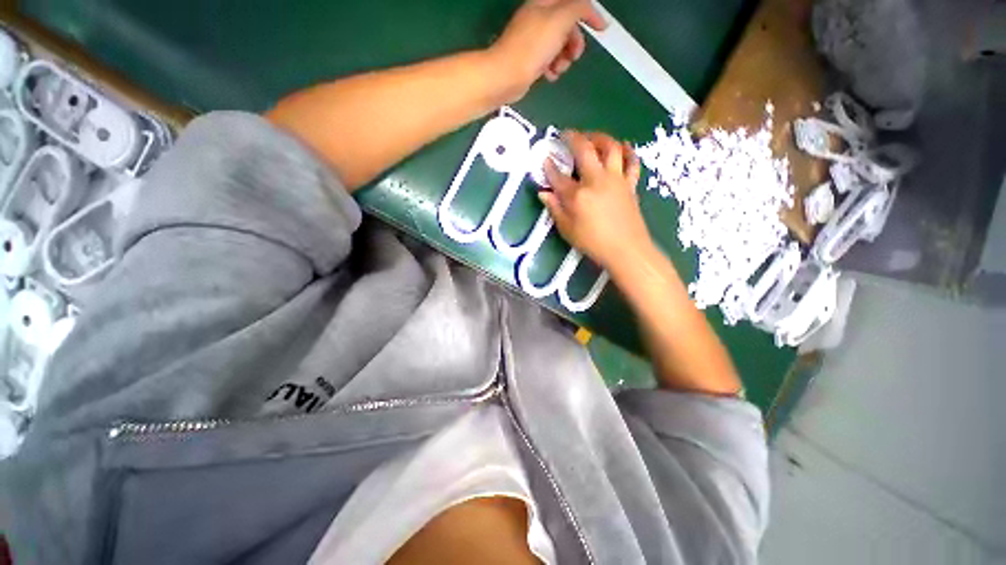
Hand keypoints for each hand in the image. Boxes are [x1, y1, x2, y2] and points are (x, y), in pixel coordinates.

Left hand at [488, 0, 606, 102]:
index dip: (590, 13)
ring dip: (564, 58)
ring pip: (560, 46)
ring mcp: (534, 40)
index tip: (602, 29)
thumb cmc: (533, 46)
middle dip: (575, 41)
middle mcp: (539, 19)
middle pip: (568, 26)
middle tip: (574, 55)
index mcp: (545, 3)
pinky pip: (550, 61)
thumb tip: (589, 9)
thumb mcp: (560, 19)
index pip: (574, 2)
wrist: (506, 76)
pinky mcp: (530, 60)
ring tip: (557, 68)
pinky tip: (550, 75)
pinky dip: (553, 68)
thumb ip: (578, 8)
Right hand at [539, 131, 652, 272]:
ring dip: (600, 137)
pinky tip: (623, 147)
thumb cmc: (593, 242)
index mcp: (578, 195)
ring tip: (592, 137)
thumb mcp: (567, 230)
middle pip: (585, 150)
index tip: (545, 158)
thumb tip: (543, 193)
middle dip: (574, 137)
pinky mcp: (630, 184)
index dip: (549, 167)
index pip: (559, 176)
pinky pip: (631, 162)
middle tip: (567, 134)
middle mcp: (597, 180)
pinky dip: (628, 151)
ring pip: (611, 148)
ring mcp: (616, 180)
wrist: (626, 250)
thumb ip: (555, 209)